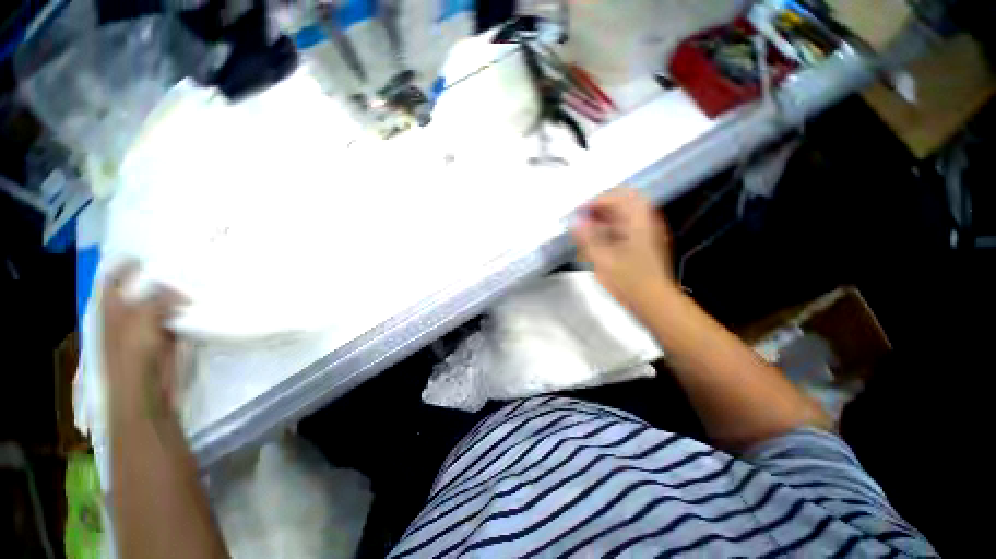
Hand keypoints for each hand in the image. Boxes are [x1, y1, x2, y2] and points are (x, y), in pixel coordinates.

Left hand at [103, 262, 187, 417]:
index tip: (147, 256)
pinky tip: (199, 305)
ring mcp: (147, 329)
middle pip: (141, 291)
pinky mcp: (165, 340)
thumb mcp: (141, 321)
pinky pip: (176, 320)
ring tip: (195, 283)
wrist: (145, 392)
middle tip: (181, 266)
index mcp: (113, 309)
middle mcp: (128, 316)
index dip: (125, 266)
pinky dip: (186, 313)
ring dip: (176, 296)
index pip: (114, 280)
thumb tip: (178, 291)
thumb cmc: (133, 356)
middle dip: (158, 279)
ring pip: (161, 305)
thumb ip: (158, 300)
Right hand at [572, 188, 675, 312]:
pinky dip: (612, 226)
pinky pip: (627, 224)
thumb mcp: (603, 259)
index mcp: (639, 221)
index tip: (579, 211)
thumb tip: (575, 222)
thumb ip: (588, 238)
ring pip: (626, 212)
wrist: (653, 301)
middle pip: (624, 199)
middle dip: (602, 204)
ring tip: (588, 226)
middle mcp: (646, 221)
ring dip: (606, 215)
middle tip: (585, 214)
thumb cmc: (629, 281)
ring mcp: (648, 231)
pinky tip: (600, 237)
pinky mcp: (645, 241)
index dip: (595, 201)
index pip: (617, 197)